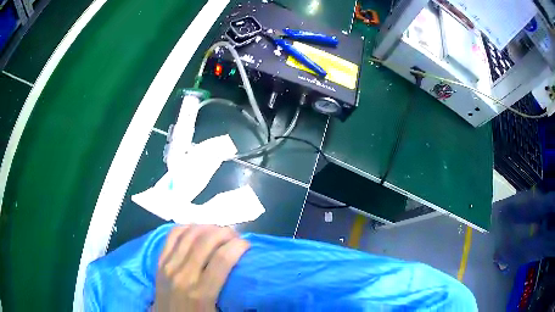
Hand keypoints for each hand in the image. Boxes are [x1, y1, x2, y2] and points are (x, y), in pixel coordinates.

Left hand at [154, 225, 249, 311]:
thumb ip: (232, 296)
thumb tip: (248, 277)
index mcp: (201, 293)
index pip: (222, 259)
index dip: (238, 246)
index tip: (247, 244)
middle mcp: (183, 275)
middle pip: (206, 241)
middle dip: (225, 233)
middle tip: (235, 236)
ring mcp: (168, 266)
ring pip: (189, 234)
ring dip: (207, 227)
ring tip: (219, 231)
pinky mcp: (159, 262)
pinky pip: (172, 236)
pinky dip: (186, 227)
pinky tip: (196, 229)